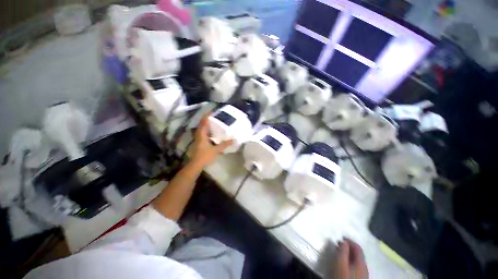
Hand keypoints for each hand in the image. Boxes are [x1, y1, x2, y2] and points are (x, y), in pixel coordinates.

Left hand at [189, 113, 232, 166]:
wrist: (196, 164)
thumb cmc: (205, 155)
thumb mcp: (216, 150)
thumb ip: (225, 144)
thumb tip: (233, 140)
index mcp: (202, 134)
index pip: (204, 122)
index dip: (207, 116)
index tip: (213, 111)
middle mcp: (199, 134)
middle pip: (202, 124)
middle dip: (208, 119)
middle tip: (216, 117)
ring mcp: (198, 138)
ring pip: (202, 129)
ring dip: (208, 125)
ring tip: (215, 123)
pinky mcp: (200, 142)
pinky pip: (204, 134)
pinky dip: (208, 131)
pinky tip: (213, 133)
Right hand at [335, 238, 367, 278]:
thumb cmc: (344, 277)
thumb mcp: (340, 263)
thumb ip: (343, 251)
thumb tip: (344, 242)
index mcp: (361, 262)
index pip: (358, 247)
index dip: (350, 241)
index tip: (341, 237)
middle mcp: (365, 267)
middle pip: (358, 253)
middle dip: (349, 247)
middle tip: (339, 244)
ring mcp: (364, 273)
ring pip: (358, 260)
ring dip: (349, 253)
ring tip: (340, 252)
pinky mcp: (361, 278)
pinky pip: (357, 265)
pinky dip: (351, 260)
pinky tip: (345, 262)